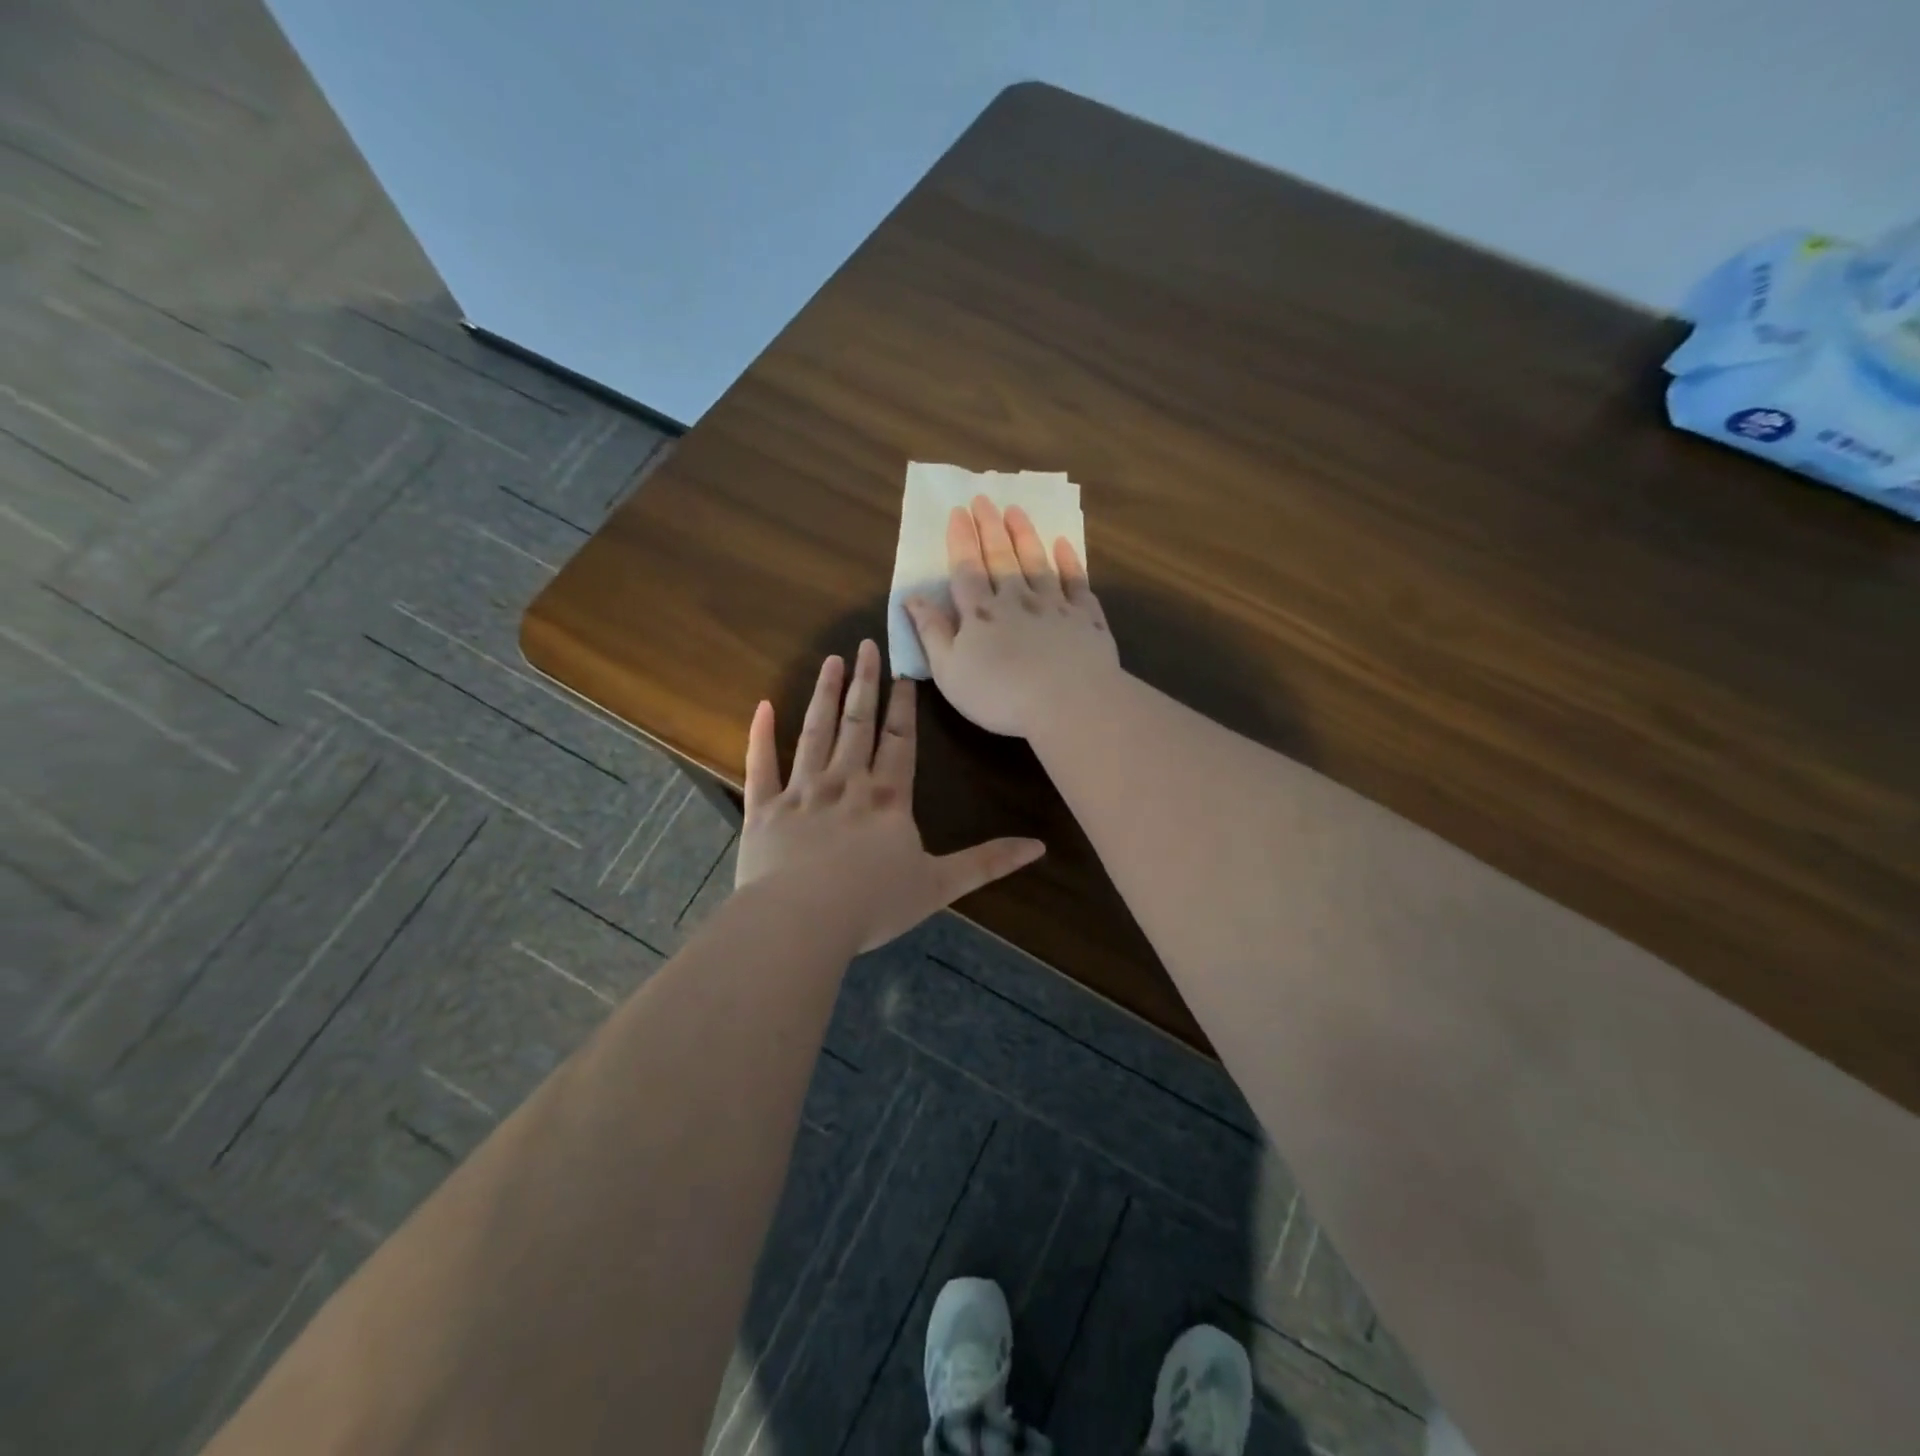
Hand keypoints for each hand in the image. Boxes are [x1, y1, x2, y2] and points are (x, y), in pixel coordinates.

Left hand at [733, 639, 1045, 951]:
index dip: (903, 706)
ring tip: (831, 662)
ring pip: (815, 732)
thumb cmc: (873, 903)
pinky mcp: (764, 809)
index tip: (903, 671)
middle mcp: (846, 783)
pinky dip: (760, 736)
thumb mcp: (940, 885)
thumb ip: (987, 862)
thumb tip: (1039, 846)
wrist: (802, 920)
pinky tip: (762, 706)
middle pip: (858, 724)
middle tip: (865, 645)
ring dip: (824, 695)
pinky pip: (761, 766)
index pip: (900, 741)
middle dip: (865, 684)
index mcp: (888, 798)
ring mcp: (802, 792)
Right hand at [903, 496, 1122, 738]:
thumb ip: (931, 632)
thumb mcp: (949, 672)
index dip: (961, 540)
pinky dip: (1069, 561)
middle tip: (984, 499)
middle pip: (1001, 557)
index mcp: (980, 613)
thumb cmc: (999, 695)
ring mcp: (1054, 605)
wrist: (1068, 702)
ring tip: (1016, 511)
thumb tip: (911, 598)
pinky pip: (1076, 581)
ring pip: (1037, 562)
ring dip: (1025, 535)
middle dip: (990, 527)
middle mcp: (1016, 599)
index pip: (966, 568)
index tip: (958, 512)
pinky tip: (1064, 545)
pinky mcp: (1086, 618)